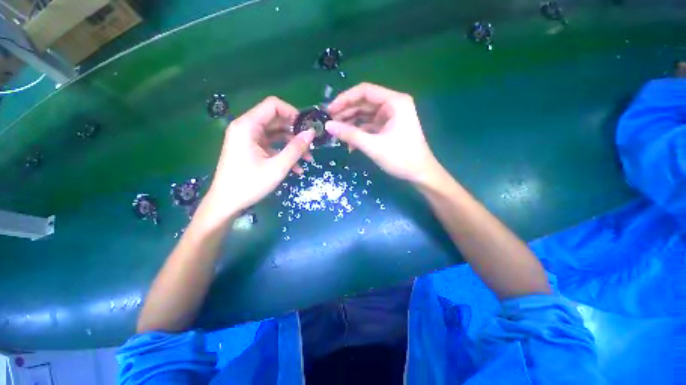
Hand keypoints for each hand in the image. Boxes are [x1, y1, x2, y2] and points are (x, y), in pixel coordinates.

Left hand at [201, 96, 314, 225]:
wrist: (226, 204)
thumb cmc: (249, 185)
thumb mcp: (277, 167)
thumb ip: (295, 149)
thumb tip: (311, 133)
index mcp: (248, 126)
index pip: (273, 105)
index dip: (292, 113)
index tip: (307, 127)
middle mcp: (247, 128)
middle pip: (276, 120)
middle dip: (295, 132)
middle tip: (311, 144)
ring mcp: (248, 139)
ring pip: (276, 134)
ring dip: (292, 145)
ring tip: (308, 159)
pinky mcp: (251, 149)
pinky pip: (271, 145)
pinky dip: (284, 153)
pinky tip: (297, 168)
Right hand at [325, 83, 439, 184]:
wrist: (420, 174)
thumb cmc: (401, 158)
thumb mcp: (373, 146)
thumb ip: (350, 134)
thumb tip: (327, 126)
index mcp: (394, 102)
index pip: (364, 91)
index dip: (345, 99)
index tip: (329, 110)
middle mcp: (393, 105)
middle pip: (364, 103)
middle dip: (346, 113)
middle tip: (330, 124)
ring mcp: (391, 117)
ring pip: (365, 115)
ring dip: (351, 124)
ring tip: (337, 134)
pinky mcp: (388, 128)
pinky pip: (370, 126)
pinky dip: (360, 133)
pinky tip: (350, 145)